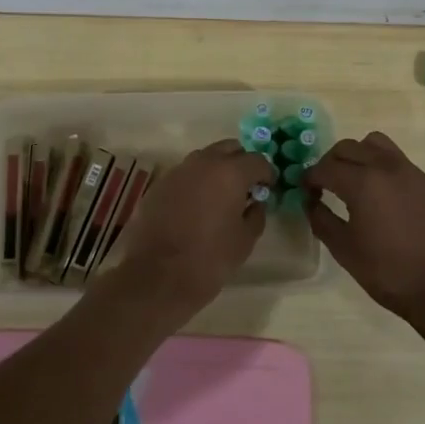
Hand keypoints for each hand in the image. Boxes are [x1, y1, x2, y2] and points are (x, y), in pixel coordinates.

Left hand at [111, 140, 275, 312]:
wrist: (156, 276)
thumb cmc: (209, 259)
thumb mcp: (244, 241)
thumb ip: (256, 215)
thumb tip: (256, 202)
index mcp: (230, 172)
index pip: (257, 160)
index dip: (266, 174)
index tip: (268, 189)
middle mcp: (203, 162)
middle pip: (229, 148)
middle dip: (241, 163)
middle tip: (246, 187)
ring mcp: (178, 171)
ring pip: (205, 158)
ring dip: (217, 169)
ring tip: (221, 196)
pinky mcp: (159, 184)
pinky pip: (185, 174)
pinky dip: (196, 182)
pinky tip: (196, 206)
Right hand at [303, 132, 424, 329]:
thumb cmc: (388, 273)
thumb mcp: (344, 250)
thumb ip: (321, 219)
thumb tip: (310, 202)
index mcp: (363, 183)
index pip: (326, 168)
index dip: (310, 178)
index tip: (305, 190)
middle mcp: (387, 167)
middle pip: (349, 147)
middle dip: (331, 162)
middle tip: (325, 184)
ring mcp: (412, 173)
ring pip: (377, 145)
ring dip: (359, 155)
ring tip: (355, 181)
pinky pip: (399, 162)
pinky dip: (383, 168)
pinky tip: (384, 198)